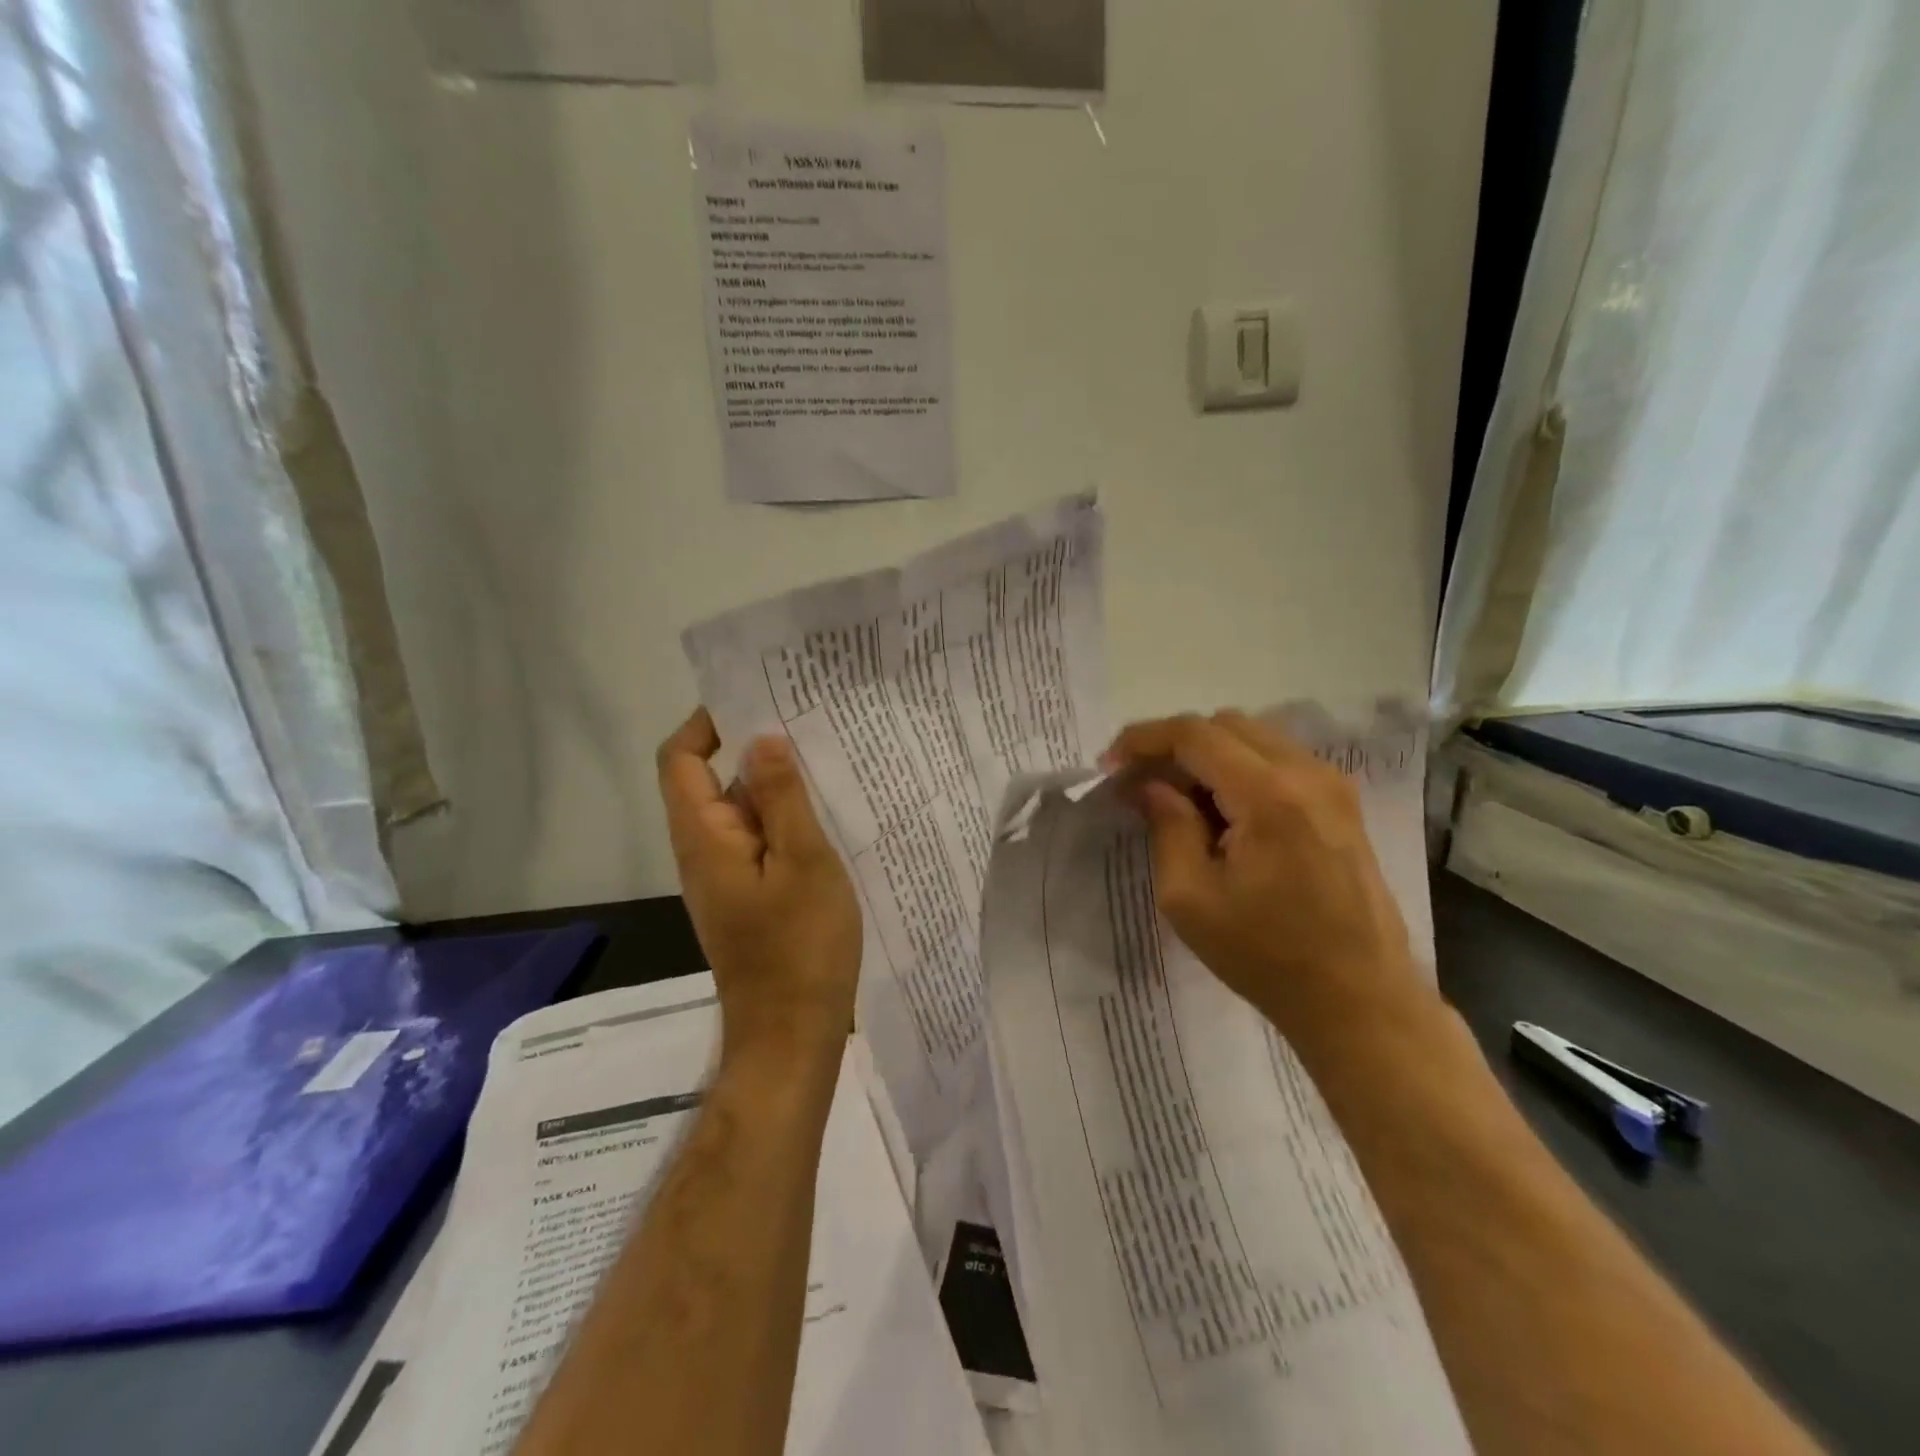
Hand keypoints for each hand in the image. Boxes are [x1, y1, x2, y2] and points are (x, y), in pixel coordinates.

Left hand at [656, 709, 861, 1061]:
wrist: (793, 1033)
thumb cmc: (800, 947)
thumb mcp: (803, 862)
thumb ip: (782, 798)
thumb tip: (761, 738)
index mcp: (704, 837)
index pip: (681, 760)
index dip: (707, 723)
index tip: (757, 700)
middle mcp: (704, 852)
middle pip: (712, 781)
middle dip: (753, 749)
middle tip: (809, 723)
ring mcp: (726, 877)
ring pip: (742, 813)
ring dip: (775, 786)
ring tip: (827, 761)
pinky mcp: (748, 897)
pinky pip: (759, 842)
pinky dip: (785, 821)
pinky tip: (828, 815)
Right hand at [1103, 710, 1432, 1041]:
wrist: (1359, 999)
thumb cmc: (1266, 956)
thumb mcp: (1190, 898)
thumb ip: (1167, 827)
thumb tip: (1152, 786)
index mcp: (1269, 795)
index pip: (1195, 735)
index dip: (1144, 739)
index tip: (1109, 764)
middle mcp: (1307, 773)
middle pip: (1225, 725)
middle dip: (1174, 745)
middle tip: (1139, 784)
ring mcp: (1332, 785)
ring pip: (1254, 737)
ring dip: (1207, 756)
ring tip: (1176, 799)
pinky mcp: (1342, 803)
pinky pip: (1278, 760)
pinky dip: (1238, 769)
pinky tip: (1220, 812)